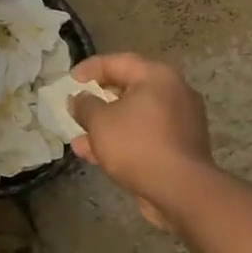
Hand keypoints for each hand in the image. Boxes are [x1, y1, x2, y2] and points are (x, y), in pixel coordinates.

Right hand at [69, 53, 217, 229]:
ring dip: (107, 125)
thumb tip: (78, 99)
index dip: (90, 68)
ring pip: (136, 115)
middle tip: (79, 104)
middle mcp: (174, 92)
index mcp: (157, 77)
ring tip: (79, 138)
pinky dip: (124, 140)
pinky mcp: (181, 146)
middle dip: (99, 99)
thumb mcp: (100, 121)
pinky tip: (97, 155)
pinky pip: (146, 135)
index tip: (70, 80)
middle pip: (129, 88)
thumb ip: (85, 106)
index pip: (118, 61)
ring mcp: (181, 121)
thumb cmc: (137, 144)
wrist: (181, 191)